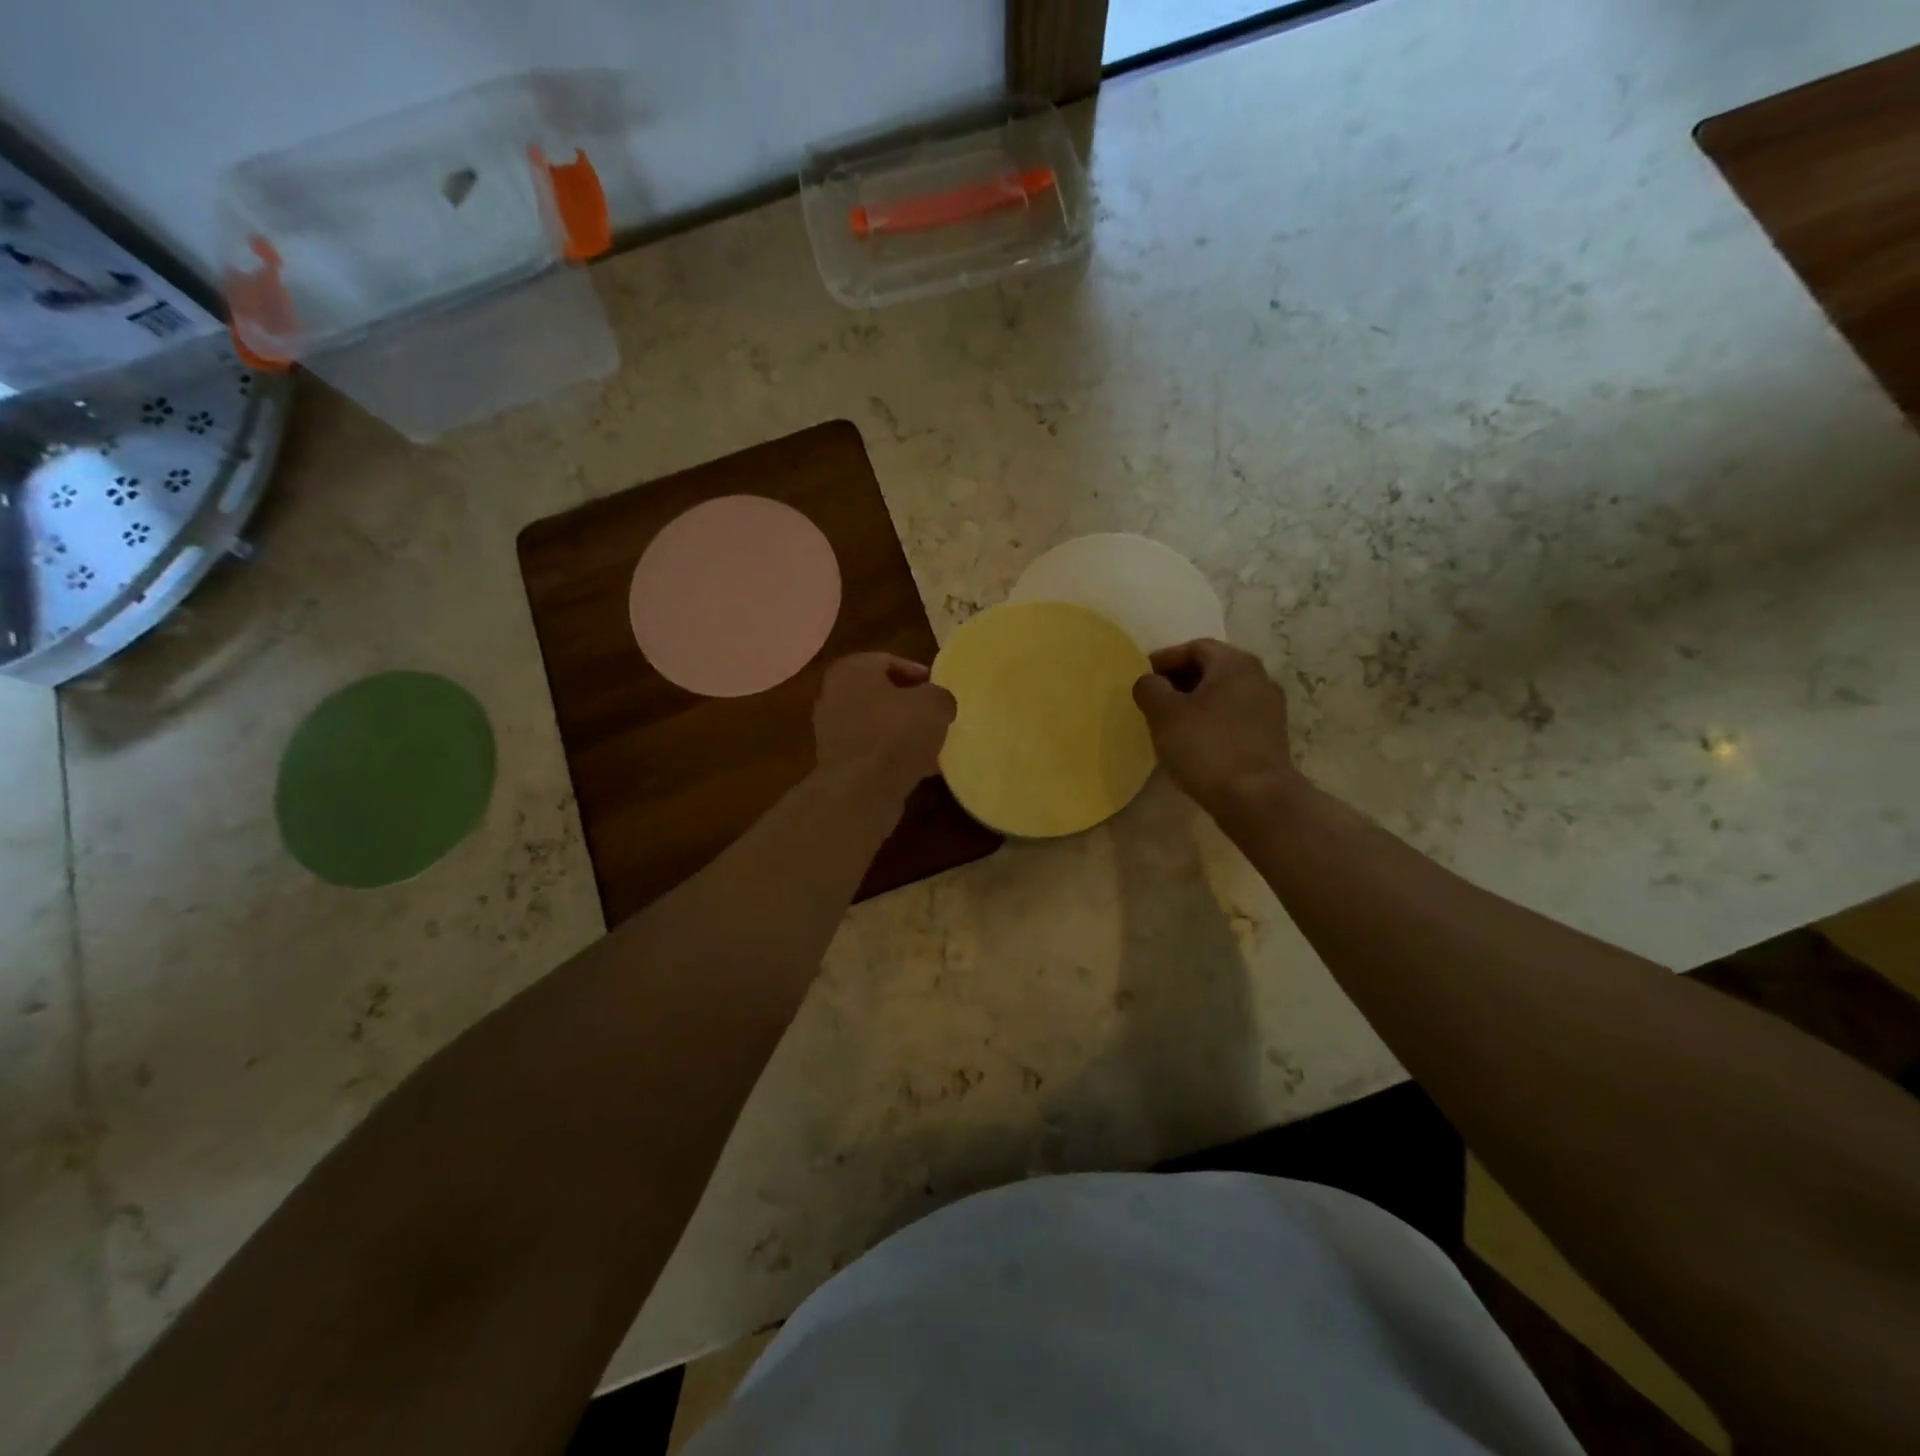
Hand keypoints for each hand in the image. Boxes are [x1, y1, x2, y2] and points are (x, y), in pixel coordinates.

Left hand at [813, 653, 955, 798]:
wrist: (861, 790)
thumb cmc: (896, 733)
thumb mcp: (934, 704)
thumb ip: (940, 696)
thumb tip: (938, 704)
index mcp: (852, 670)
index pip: (888, 661)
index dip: (918, 673)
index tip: (938, 690)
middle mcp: (835, 695)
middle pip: (881, 694)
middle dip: (909, 705)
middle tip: (935, 717)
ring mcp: (832, 731)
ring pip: (877, 725)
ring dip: (902, 733)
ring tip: (932, 745)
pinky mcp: (838, 763)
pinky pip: (873, 752)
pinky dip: (893, 756)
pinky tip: (920, 769)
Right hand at [1133, 639, 1296, 813]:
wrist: (1255, 798)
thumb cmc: (1206, 747)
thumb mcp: (1164, 714)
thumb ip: (1149, 688)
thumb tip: (1150, 682)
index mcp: (1234, 663)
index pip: (1194, 648)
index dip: (1164, 659)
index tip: (1142, 677)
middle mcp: (1258, 678)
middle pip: (1212, 669)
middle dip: (1180, 681)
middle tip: (1154, 700)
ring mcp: (1269, 708)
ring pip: (1224, 695)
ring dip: (1196, 703)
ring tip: (1170, 723)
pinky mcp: (1271, 737)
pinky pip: (1234, 717)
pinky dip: (1212, 721)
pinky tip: (1194, 742)